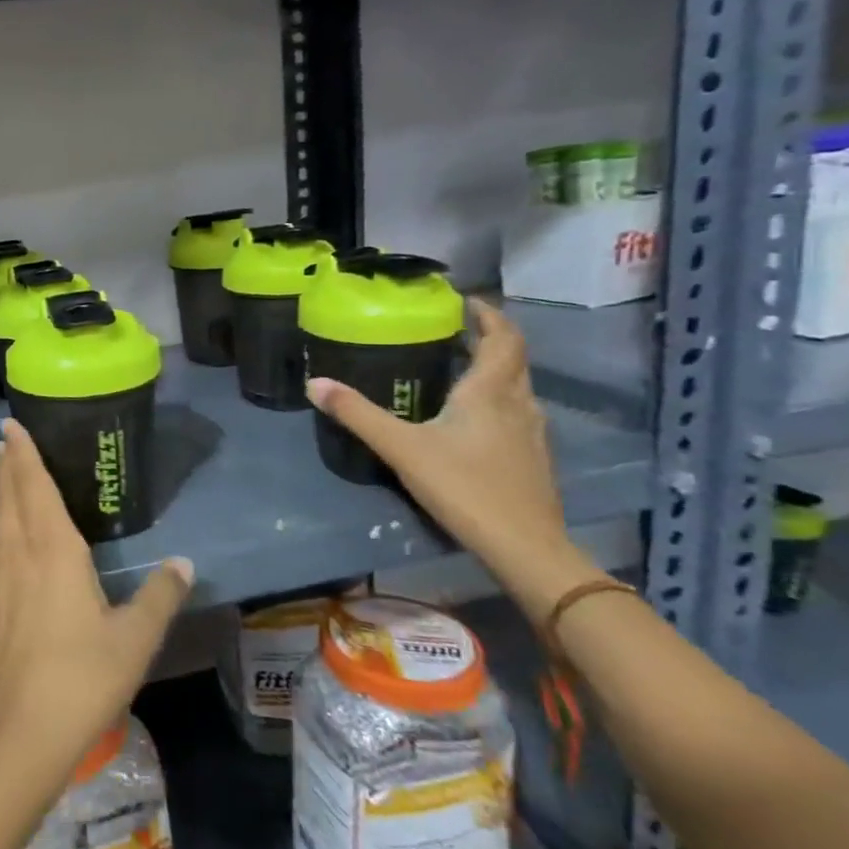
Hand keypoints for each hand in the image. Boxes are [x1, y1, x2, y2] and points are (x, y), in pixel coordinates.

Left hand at [0, 418, 193, 786]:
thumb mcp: (134, 638)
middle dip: (6, 466)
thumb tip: (183, 563)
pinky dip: (0, 541)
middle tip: (2, 442)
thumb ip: (159, 596)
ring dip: (1, 501)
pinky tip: (7, 556)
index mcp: (52, 550)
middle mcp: (16, 555)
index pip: (33, 485)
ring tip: (7, 488)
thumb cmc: (83, 678)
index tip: (10, 426)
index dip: (23, 453)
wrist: (18, 736)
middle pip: (8, 498)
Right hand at [306, 299, 595, 613]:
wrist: (525, 547)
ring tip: (460, 367)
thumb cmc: (464, 487)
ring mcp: (532, 433)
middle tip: (455, 330)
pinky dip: (498, 398)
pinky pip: (518, 411)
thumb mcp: (401, 447)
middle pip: (513, 358)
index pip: (503, 338)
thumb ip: (357, 414)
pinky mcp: (534, 459)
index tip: (465, 301)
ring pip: (518, 386)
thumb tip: (314, 383)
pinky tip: (474, 418)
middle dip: (489, 338)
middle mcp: (518, 403)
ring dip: (495, 368)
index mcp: (490, 392)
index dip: (488, 315)